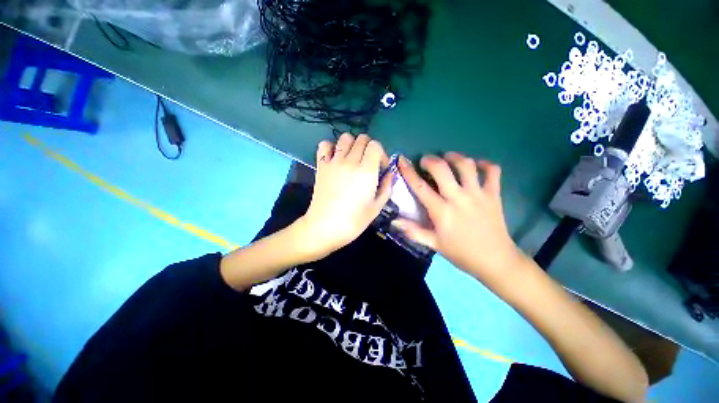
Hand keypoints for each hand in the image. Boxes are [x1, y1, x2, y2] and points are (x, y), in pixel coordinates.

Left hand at [298, 134, 392, 258]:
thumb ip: (387, 186)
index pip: (375, 145)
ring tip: (353, 159)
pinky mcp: (321, 165)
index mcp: (366, 171)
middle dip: (369, 148)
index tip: (380, 167)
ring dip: (352, 144)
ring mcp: (333, 162)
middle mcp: (350, 161)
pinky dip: (331, 147)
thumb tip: (389, 173)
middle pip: (362, 139)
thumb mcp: (377, 207)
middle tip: (368, 163)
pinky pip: (324, 145)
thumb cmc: (354, 221)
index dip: (380, 154)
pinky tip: (335, 158)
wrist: (325, 227)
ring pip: (345, 137)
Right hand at [394, 153, 524, 286]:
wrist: (495, 261)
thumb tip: (394, 221)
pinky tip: (476, 166)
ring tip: (448, 158)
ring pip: (466, 165)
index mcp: (442, 212)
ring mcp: (478, 194)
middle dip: (430, 160)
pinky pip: (492, 171)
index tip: (402, 161)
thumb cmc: (461, 253)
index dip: (408, 172)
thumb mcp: (434, 244)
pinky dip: (484, 164)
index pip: (420, 187)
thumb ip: (413, 231)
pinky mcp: (494, 194)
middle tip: (426, 161)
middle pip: (442, 169)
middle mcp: (459, 198)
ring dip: (454, 157)